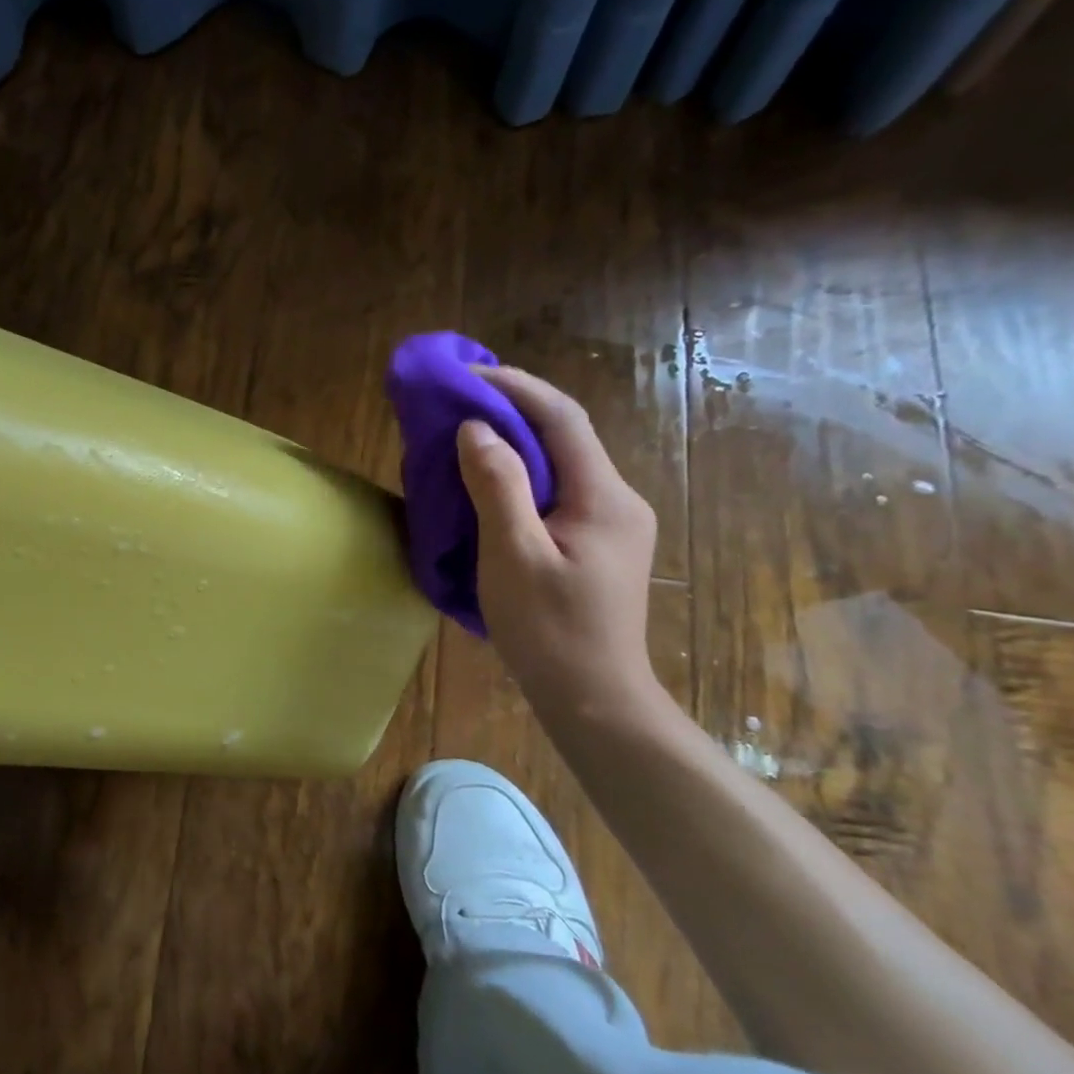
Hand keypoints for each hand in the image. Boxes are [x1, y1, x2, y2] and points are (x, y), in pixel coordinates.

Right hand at [457, 365, 664, 729]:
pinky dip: (519, 474)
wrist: (593, 698)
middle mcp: (616, 499)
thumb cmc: (550, 630)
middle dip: (511, 410)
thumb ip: (497, 487)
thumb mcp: (513, 556)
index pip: (563, 418)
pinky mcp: (596, 543)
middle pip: (565, 435)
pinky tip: (488, 484)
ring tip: (463, 435)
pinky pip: (556, 490)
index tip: (467, 375)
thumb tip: (475, 430)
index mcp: (604, 497)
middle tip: (457, 402)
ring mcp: (611, 522)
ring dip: (513, 442)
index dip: (516, 387)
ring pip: (560, 463)